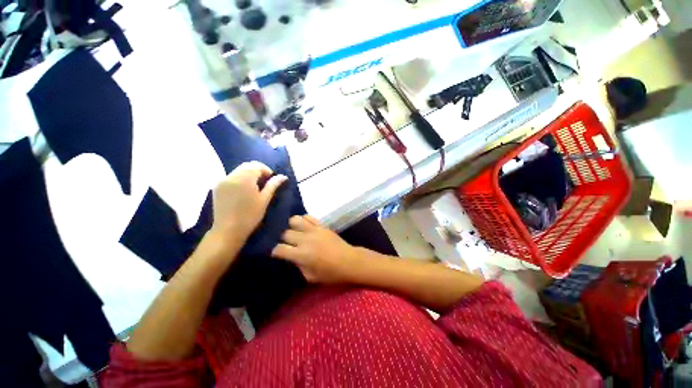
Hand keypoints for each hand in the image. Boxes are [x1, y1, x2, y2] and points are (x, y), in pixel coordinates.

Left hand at [210, 161, 286, 241]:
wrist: (228, 231)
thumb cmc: (250, 215)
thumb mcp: (264, 199)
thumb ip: (273, 185)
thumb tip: (283, 176)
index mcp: (244, 178)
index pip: (257, 165)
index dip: (266, 170)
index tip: (272, 180)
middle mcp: (231, 176)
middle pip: (247, 165)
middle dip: (258, 171)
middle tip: (265, 183)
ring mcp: (222, 181)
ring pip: (238, 170)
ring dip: (249, 174)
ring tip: (255, 187)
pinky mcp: (217, 187)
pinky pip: (231, 177)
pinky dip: (240, 179)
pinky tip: (244, 191)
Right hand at [271, 215, 360, 283]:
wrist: (349, 261)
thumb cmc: (331, 273)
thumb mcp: (311, 277)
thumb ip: (299, 266)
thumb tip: (292, 257)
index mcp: (302, 254)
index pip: (280, 249)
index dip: (275, 251)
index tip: (277, 253)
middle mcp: (305, 239)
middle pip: (285, 233)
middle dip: (283, 239)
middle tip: (287, 244)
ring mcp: (314, 230)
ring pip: (295, 220)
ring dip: (291, 226)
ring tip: (294, 232)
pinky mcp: (322, 225)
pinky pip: (308, 217)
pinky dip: (304, 220)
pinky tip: (304, 226)